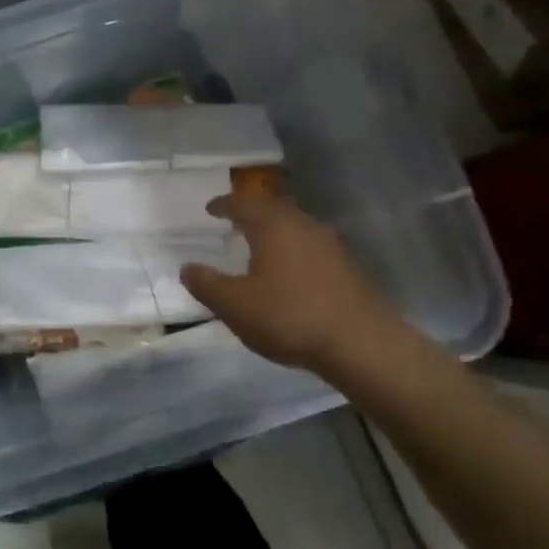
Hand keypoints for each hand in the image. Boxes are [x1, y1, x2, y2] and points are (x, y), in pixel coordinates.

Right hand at [180, 190, 419, 382]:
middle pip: (273, 208)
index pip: (243, 204)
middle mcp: (302, 225)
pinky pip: (312, 244)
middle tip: (235, 220)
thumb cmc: (290, 317)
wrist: (361, 343)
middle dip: (252, 212)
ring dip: (275, 229)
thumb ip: (207, 285)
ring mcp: (330, 244)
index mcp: (273, 226)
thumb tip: (187, 267)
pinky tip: (291, 268)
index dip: (224, 204)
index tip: (210, 208)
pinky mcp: (348, 266)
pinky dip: (294, 247)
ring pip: (296, 225)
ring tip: (261, 243)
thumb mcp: (235, 306)